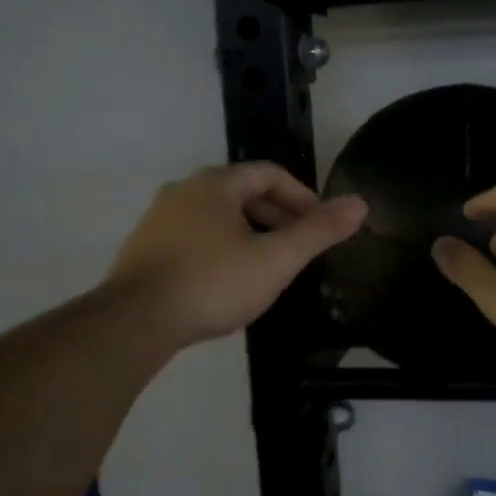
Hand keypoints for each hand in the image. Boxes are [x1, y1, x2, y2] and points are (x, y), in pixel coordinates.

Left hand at [106, 163, 365, 349]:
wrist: (135, 321)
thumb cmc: (212, 283)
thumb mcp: (275, 259)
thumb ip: (319, 231)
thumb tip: (360, 204)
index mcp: (216, 184)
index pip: (270, 174)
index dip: (303, 196)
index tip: (322, 224)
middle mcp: (184, 190)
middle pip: (243, 192)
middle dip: (278, 215)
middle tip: (301, 246)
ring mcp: (159, 219)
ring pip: (218, 216)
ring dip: (251, 232)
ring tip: (271, 265)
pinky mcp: (145, 248)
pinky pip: (196, 236)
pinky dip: (223, 247)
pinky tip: (230, 280)